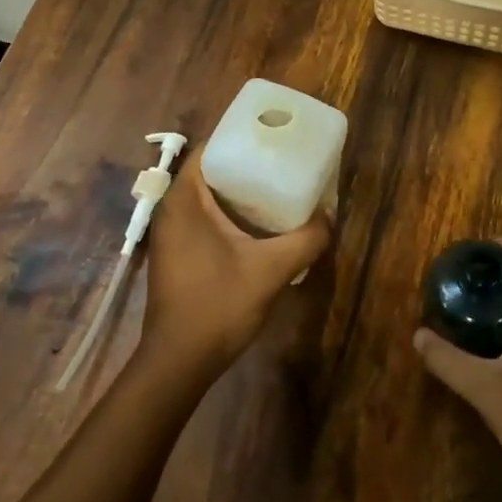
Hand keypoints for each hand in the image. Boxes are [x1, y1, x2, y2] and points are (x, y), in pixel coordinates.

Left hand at [140, 156, 329, 379]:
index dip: (243, 138)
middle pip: (212, 171)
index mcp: (184, 200)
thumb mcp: (271, 270)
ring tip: (280, 189)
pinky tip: (261, 227)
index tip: (275, 138)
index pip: (210, 148)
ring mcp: (172, 234)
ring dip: (241, 192)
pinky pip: (206, 219)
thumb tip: (330, 216)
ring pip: (209, 198)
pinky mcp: (178, 254)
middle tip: (285, 163)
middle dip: (248, 165)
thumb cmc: (218, 306)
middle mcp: (172, 209)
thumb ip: (306, 239)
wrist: (179, 363)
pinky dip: (231, 214)